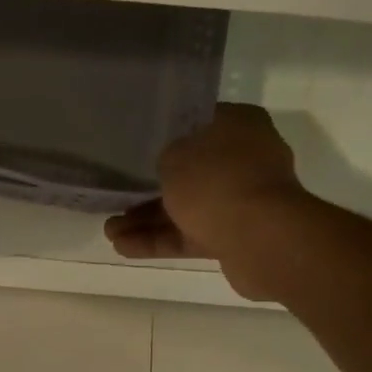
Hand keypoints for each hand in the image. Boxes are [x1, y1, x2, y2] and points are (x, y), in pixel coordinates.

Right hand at [105, 104, 307, 299]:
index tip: (136, 147)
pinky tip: (124, 247)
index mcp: (238, 125)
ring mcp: (243, 200)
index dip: (165, 135)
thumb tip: (169, 165)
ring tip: (110, 230)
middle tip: (117, 195)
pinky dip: (161, 240)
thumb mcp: (175, 155)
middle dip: (150, 188)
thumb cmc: (216, 181)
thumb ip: (165, 157)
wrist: (261, 238)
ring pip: (187, 207)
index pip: (197, 123)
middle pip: (190, 171)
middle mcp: (245, 159)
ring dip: (148, 219)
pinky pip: (192, 235)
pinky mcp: (236, 237)